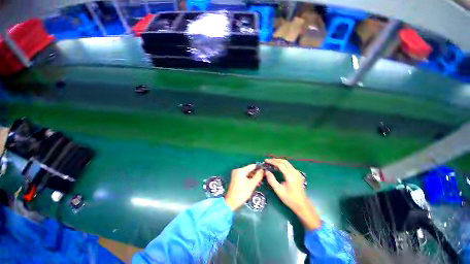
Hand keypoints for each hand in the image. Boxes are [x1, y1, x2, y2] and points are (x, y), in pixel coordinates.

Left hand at [225, 164, 263, 210]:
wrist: (231, 202)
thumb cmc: (242, 193)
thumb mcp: (252, 184)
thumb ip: (258, 176)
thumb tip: (262, 170)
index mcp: (241, 170)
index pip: (252, 166)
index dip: (259, 168)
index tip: (265, 172)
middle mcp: (237, 170)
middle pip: (249, 170)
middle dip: (256, 174)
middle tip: (262, 179)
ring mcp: (236, 174)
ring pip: (247, 173)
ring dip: (253, 177)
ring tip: (259, 183)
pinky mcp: (235, 178)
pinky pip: (244, 176)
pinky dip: (249, 179)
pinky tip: (254, 184)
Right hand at [264, 159, 320, 229]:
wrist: (302, 205)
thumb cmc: (289, 199)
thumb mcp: (278, 190)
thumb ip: (272, 180)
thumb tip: (266, 171)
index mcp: (290, 176)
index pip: (280, 164)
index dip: (272, 161)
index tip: (266, 161)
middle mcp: (295, 172)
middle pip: (284, 161)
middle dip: (275, 160)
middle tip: (268, 161)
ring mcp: (297, 173)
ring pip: (287, 163)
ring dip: (279, 161)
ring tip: (271, 163)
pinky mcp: (298, 174)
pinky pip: (289, 166)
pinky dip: (283, 164)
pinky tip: (278, 167)